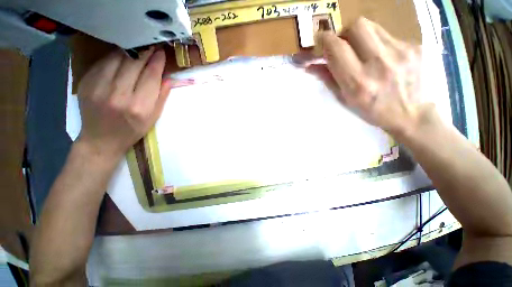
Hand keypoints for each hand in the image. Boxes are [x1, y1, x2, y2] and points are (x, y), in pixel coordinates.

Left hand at [76, 47, 170, 158]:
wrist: (101, 139)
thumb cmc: (132, 130)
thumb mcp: (153, 117)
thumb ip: (161, 97)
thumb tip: (167, 78)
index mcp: (139, 106)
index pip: (150, 77)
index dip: (157, 62)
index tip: (161, 53)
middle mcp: (119, 95)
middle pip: (133, 65)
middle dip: (145, 53)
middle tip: (152, 46)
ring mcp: (99, 88)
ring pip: (117, 60)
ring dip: (130, 52)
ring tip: (138, 49)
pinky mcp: (87, 84)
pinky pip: (103, 64)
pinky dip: (114, 58)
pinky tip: (121, 57)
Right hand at [314, 18, 433, 137]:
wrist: (412, 114)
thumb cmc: (372, 111)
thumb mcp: (344, 99)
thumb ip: (327, 78)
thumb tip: (311, 65)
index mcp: (358, 82)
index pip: (337, 48)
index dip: (325, 39)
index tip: (320, 40)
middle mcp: (379, 64)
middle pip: (356, 26)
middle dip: (343, 33)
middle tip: (342, 45)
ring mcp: (401, 52)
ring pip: (371, 26)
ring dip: (359, 35)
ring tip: (361, 50)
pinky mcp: (414, 46)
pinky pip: (387, 34)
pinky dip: (376, 42)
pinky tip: (381, 57)